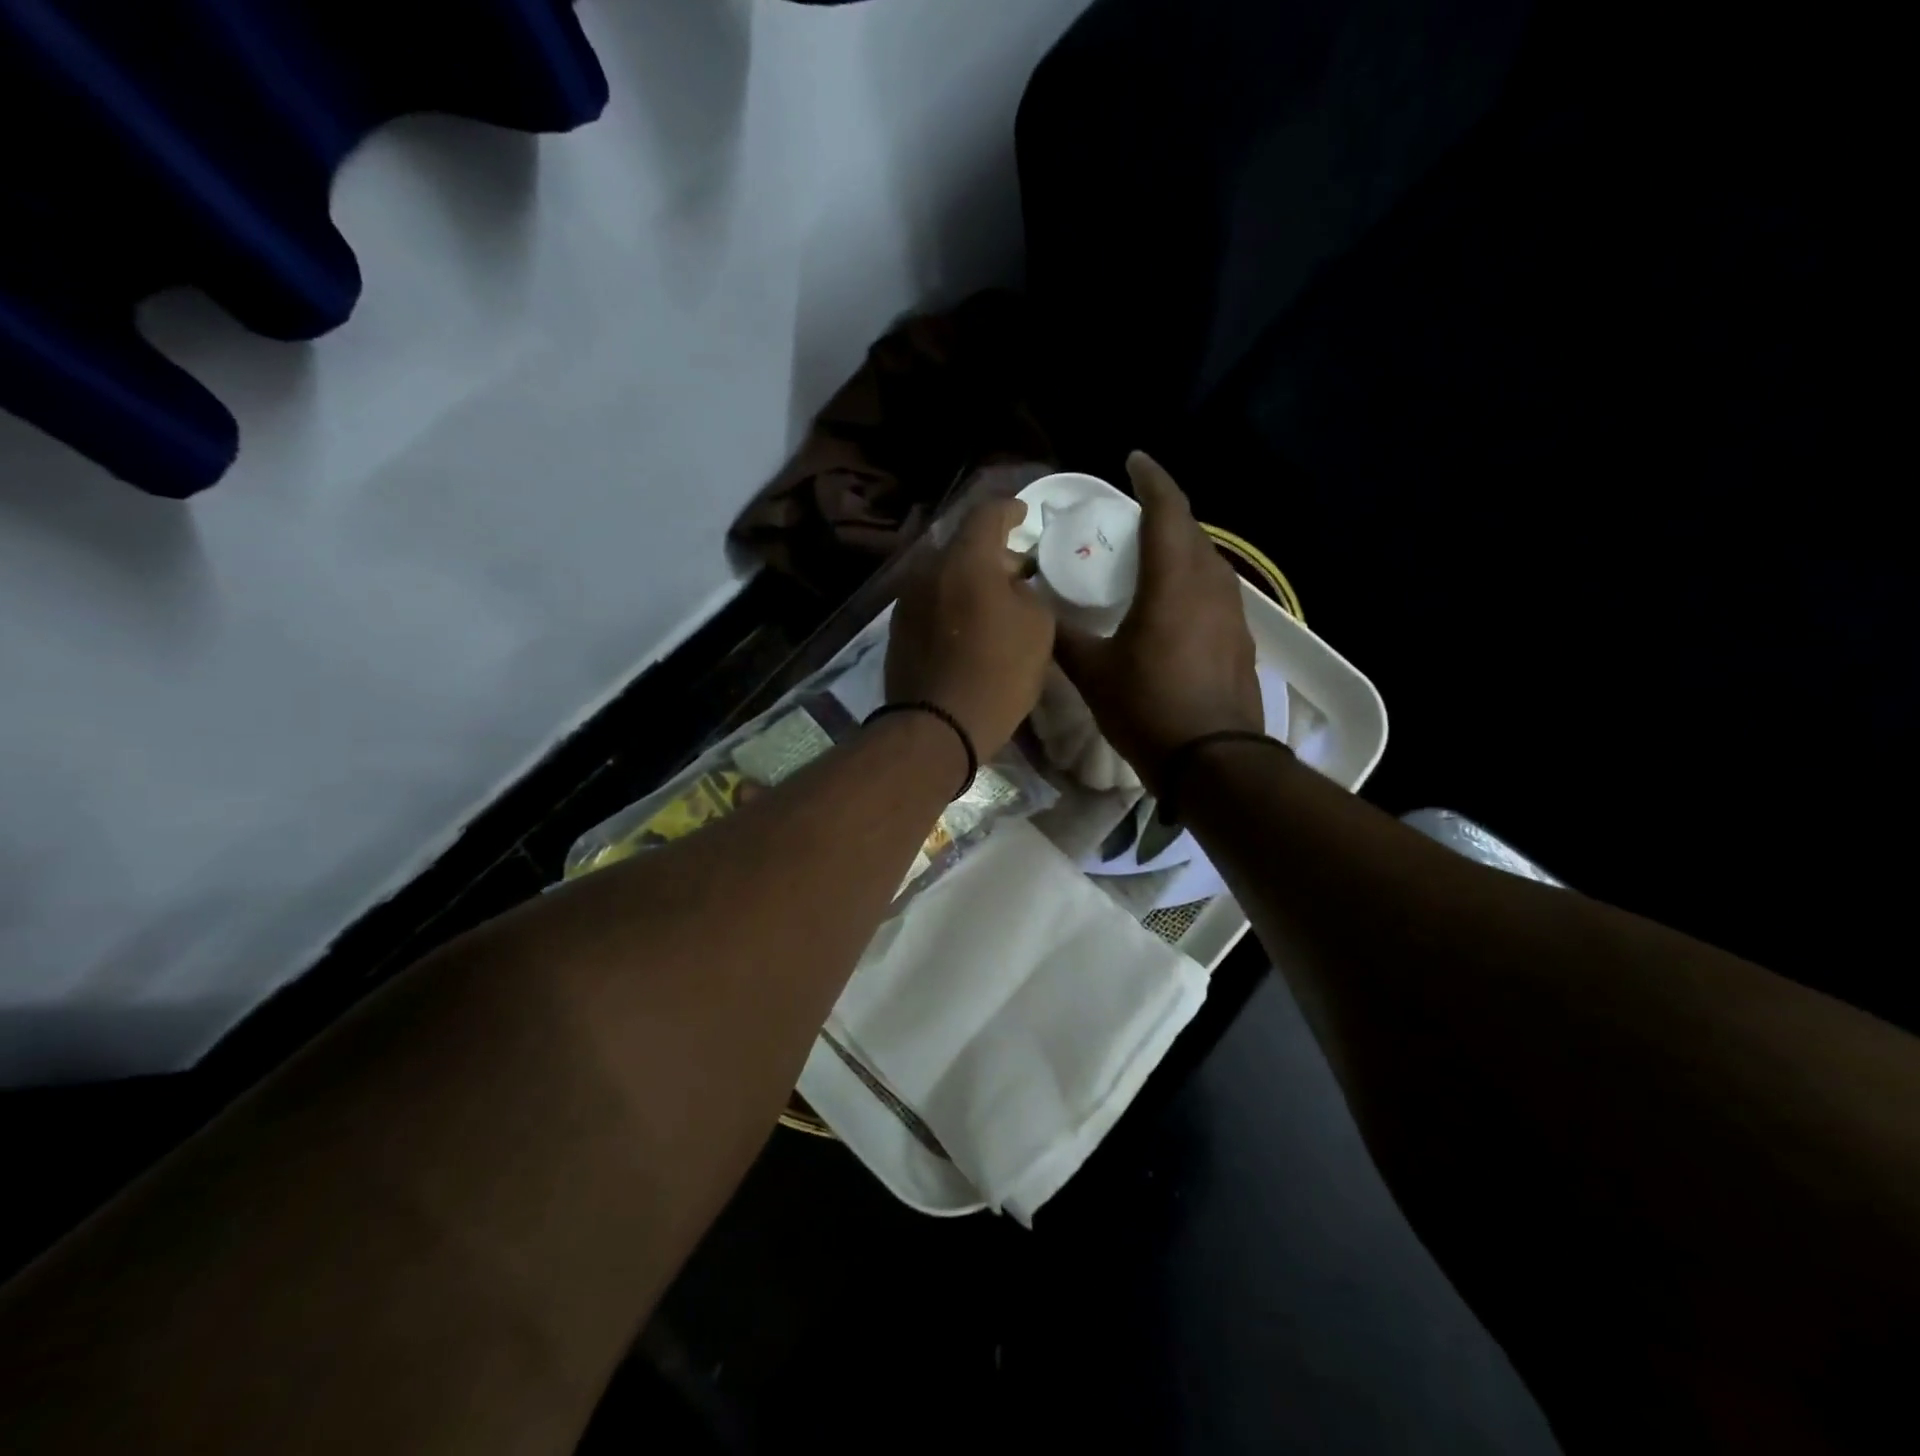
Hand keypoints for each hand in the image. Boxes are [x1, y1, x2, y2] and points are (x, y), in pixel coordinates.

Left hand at [886, 497, 1055, 757]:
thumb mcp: (1037, 627)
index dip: (1010, 510)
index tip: (1024, 515)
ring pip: (944, 575)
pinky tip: (967, 627)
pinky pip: (931, 601)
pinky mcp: (898, 629)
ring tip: (993, 603)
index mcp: (966, 560)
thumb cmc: (998, 673)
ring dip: (969, 580)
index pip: (988, 513)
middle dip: (992, 553)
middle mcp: (928, 570)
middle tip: (1017, 571)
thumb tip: (1011, 583)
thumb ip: (1027, 591)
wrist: (938, 727)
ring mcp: (907, 600)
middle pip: (963, 546)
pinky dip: (951, 603)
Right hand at [1054, 452, 1262, 788]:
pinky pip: (1215, 592)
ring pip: (1208, 562)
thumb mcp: (1093, 673)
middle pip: (1191, 531)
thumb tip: (1033, 609)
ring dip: (1181, 548)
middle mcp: (1211, 584)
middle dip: (1164, 513)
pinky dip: (1192, 582)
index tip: (1133, 460)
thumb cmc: (1148, 708)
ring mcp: (1233, 612)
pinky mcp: (1241, 639)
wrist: (1214, 761)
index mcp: (1174, 580)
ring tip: (1150, 557)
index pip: (1168, 509)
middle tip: (1131, 517)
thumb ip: (1062, 636)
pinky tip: (1173, 605)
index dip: (1151, 479)